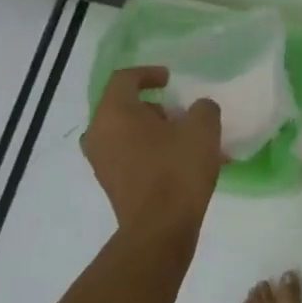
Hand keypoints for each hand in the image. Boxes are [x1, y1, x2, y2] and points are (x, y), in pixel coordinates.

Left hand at [82, 67, 222, 234]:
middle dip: (154, 107)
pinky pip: (129, 156)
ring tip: (187, 142)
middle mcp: (98, 133)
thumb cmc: (177, 170)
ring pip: (127, 134)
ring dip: (154, 132)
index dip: (148, 73)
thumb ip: (202, 109)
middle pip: (123, 108)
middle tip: (180, 115)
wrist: (159, 229)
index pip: (124, 78)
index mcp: (114, 112)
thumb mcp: (202, 130)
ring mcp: (101, 161)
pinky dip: (151, 152)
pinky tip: (181, 164)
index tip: (170, 79)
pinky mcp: (110, 184)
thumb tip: (198, 110)